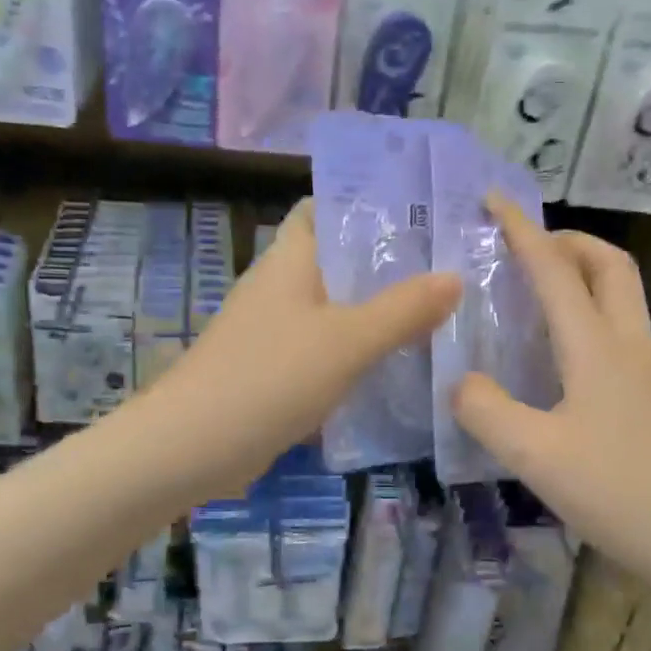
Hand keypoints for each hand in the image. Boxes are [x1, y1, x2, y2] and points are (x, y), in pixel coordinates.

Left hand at [151, 200, 460, 498]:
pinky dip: (355, 350)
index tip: (421, 213)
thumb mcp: (348, 341)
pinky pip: (323, 348)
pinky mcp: (273, 369)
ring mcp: (273, 329)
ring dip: (375, 310)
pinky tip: (395, 363)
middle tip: (448, 266)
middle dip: (386, 263)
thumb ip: (403, 309)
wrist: (194, 446)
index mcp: (290, 259)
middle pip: (337, 260)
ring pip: (334, 308)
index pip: (323, 209)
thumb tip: (455, 277)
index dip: (367, 205)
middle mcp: (279, 285)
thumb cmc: (271, 377)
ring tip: (436, 311)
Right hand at [452, 197, 650, 586]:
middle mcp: (629, 346)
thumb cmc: (620, 493)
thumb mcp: (535, 455)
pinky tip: (562, 357)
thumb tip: (461, 382)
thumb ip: (486, 411)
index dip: (522, 230)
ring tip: (537, 294)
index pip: (555, 270)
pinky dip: (590, 316)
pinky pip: (621, 332)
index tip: (493, 199)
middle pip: (609, 265)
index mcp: (597, 347)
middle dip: (568, 240)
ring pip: (621, 297)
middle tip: (525, 247)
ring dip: (582, 275)